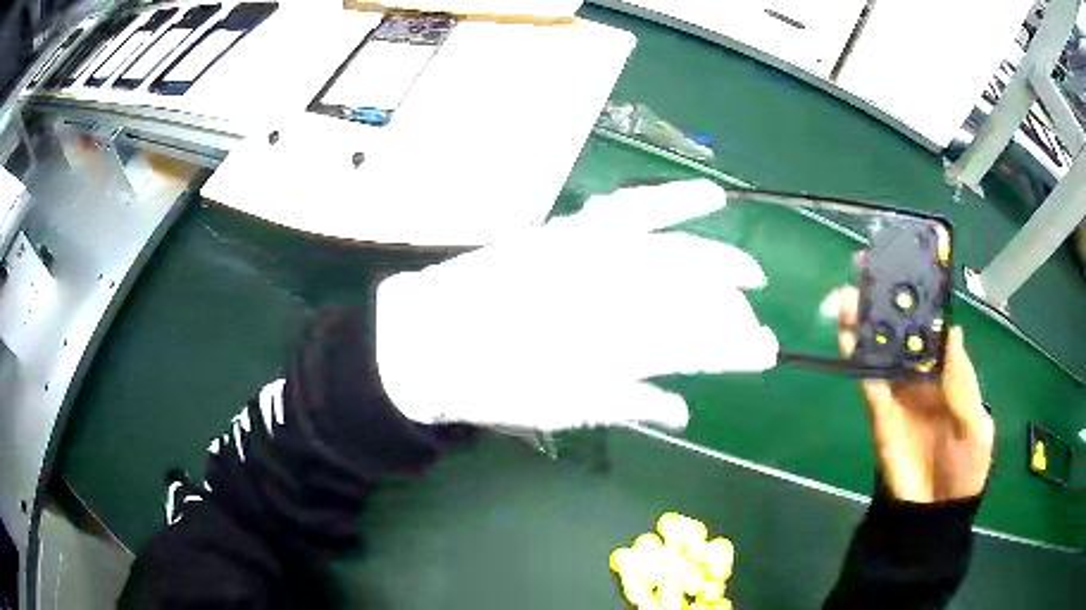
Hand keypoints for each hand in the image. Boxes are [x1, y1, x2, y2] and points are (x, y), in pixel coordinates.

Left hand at [377, 180, 778, 431]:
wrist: (426, 340)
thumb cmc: (492, 386)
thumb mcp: (561, 410)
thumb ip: (630, 403)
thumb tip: (684, 410)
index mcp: (613, 350)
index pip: (698, 346)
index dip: (737, 350)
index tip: (765, 353)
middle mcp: (611, 297)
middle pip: (694, 300)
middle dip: (735, 314)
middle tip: (756, 326)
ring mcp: (591, 255)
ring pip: (676, 253)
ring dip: (722, 261)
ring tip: (751, 272)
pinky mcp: (571, 230)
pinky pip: (632, 207)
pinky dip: (674, 199)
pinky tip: (709, 196)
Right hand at [838, 287, 993, 502]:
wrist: (933, 513)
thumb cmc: (967, 468)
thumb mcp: (976, 426)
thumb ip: (963, 383)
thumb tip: (954, 331)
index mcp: (950, 373)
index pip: (935, 329)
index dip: (923, 301)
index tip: (910, 270)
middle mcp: (923, 377)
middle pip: (904, 334)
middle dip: (888, 304)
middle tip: (868, 271)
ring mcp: (900, 395)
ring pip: (882, 352)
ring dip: (866, 325)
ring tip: (849, 296)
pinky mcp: (880, 414)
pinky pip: (868, 382)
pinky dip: (857, 359)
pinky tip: (846, 336)